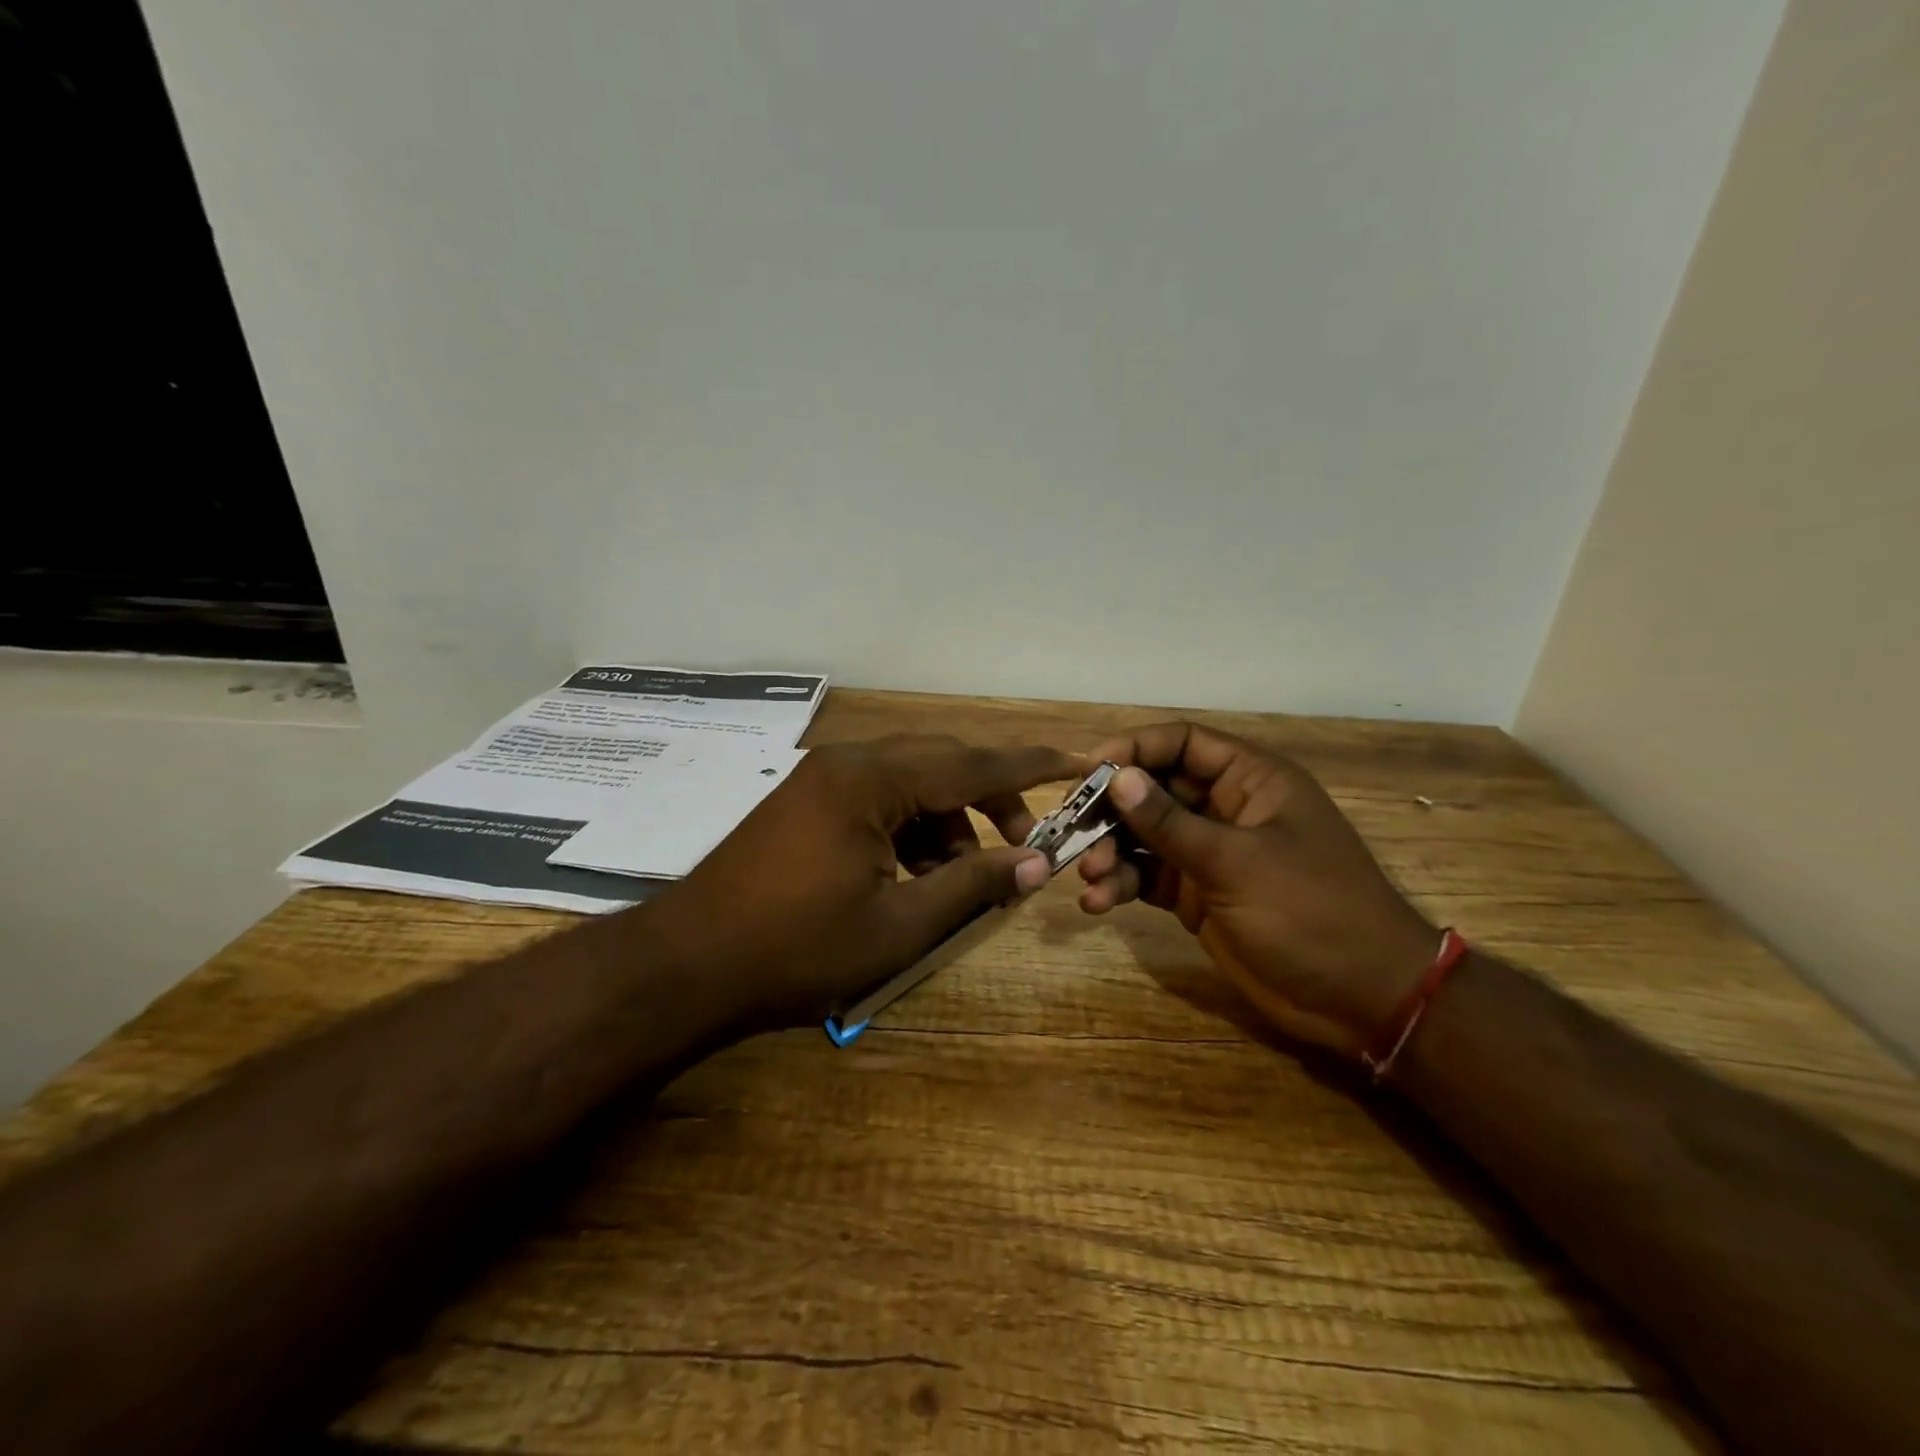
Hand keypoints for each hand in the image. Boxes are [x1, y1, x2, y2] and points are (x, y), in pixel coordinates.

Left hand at [643, 736, 1081, 1030]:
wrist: (686, 964)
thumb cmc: (795, 949)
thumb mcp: (897, 926)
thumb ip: (971, 885)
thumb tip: (1037, 864)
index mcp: (870, 781)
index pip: (970, 763)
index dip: (1031, 766)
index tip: (1079, 761)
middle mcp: (848, 763)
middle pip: (941, 765)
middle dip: (989, 801)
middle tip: (1023, 847)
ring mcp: (822, 780)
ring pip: (910, 784)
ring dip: (946, 823)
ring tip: (961, 880)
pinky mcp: (807, 802)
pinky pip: (878, 800)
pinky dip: (909, 830)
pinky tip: (915, 877)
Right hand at [1077, 722, 1438, 1053]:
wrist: (1362, 999)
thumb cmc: (1311, 912)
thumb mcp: (1237, 863)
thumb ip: (1171, 822)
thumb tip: (1118, 778)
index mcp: (1251, 781)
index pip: (1182, 743)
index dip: (1134, 749)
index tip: (1088, 771)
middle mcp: (1225, 808)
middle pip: (1153, 789)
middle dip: (1111, 809)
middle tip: (1072, 831)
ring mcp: (1209, 853)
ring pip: (1143, 835)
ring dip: (1110, 851)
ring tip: (1089, 878)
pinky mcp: (1196, 894)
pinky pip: (1147, 876)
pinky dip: (1120, 884)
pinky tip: (1098, 903)